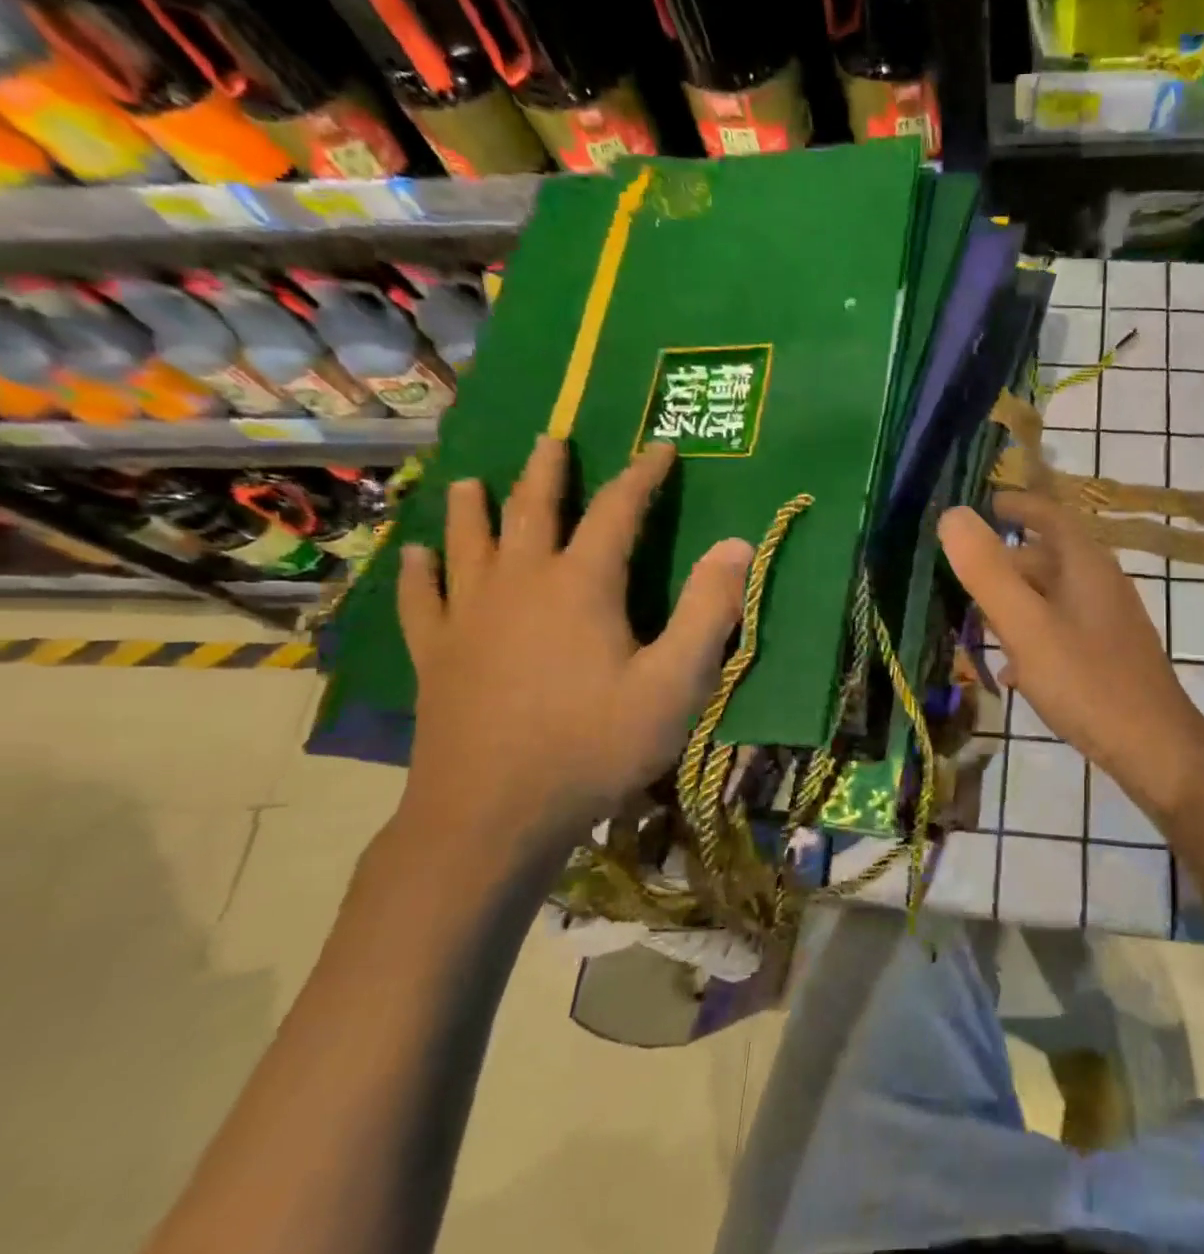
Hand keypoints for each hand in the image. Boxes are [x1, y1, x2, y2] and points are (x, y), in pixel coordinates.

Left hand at [395, 435, 752, 857]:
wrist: (494, 815)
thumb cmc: (595, 745)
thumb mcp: (675, 683)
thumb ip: (707, 611)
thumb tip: (737, 543)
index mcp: (582, 585)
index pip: (618, 510)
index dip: (643, 475)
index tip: (661, 448)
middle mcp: (520, 583)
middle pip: (534, 509)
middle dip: (549, 472)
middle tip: (553, 439)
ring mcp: (469, 617)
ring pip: (469, 543)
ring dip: (474, 507)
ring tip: (473, 479)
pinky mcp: (436, 655)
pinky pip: (420, 598)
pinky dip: (418, 572)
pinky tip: (415, 556)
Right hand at [939, 491, 1203, 818]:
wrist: (1154, 749)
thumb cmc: (1087, 682)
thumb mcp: (1027, 626)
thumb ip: (987, 572)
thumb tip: (952, 515)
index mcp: (1086, 566)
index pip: (1050, 516)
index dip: (1017, 506)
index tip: (985, 503)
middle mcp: (1101, 585)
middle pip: (1048, 559)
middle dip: (1005, 562)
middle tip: (962, 573)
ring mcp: (1108, 623)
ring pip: (1053, 598)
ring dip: (1016, 602)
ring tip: (977, 620)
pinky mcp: (1109, 656)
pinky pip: (1062, 632)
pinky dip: (1033, 638)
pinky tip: (1012, 671)